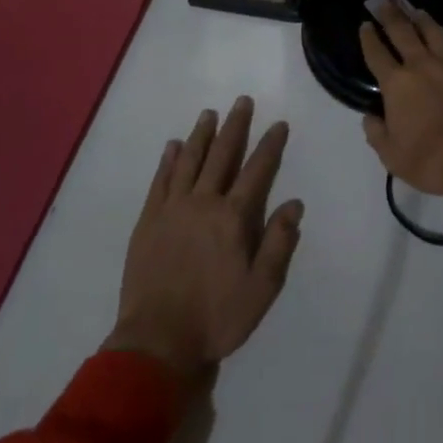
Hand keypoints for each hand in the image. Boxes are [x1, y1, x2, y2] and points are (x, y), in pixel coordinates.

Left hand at [105, 97, 302, 385]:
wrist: (157, 341)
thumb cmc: (216, 318)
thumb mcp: (261, 290)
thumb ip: (279, 244)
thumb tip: (295, 204)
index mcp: (232, 218)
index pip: (257, 171)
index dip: (270, 146)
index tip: (279, 124)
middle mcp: (203, 202)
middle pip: (221, 155)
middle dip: (235, 126)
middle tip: (242, 101)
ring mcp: (172, 209)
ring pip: (189, 161)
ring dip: (201, 135)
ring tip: (209, 113)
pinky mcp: (148, 220)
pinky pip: (160, 181)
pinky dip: (168, 160)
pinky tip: (172, 146)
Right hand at [359, 1, 442, 209]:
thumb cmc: (430, 160)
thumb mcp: (392, 157)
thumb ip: (377, 134)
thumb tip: (370, 117)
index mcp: (396, 84)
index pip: (376, 53)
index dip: (368, 38)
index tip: (364, 25)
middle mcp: (422, 65)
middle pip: (403, 31)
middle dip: (391, 15)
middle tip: (386, 2)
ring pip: (435, 32)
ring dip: (423, 20)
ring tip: (418, 11)